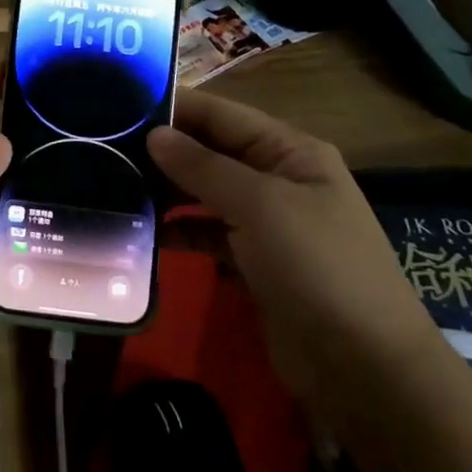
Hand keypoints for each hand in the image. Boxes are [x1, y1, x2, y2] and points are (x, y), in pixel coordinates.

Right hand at [147, 91, 439, 427]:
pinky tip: (145, 230)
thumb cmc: (318, 267)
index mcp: (290, 151)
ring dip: (167, 188)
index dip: (174, 106)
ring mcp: (266, 221)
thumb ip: (203, 166)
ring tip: (114, 183)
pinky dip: (180, 229)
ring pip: (205, 191)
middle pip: (210, 150)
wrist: (366, 369)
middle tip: (104, 146)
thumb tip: (154, 134)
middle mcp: (277, 177)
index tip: (119, 101)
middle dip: (164, 148)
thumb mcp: (260, 206)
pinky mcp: (254, 260)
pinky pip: (207, 231)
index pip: (221, 114)